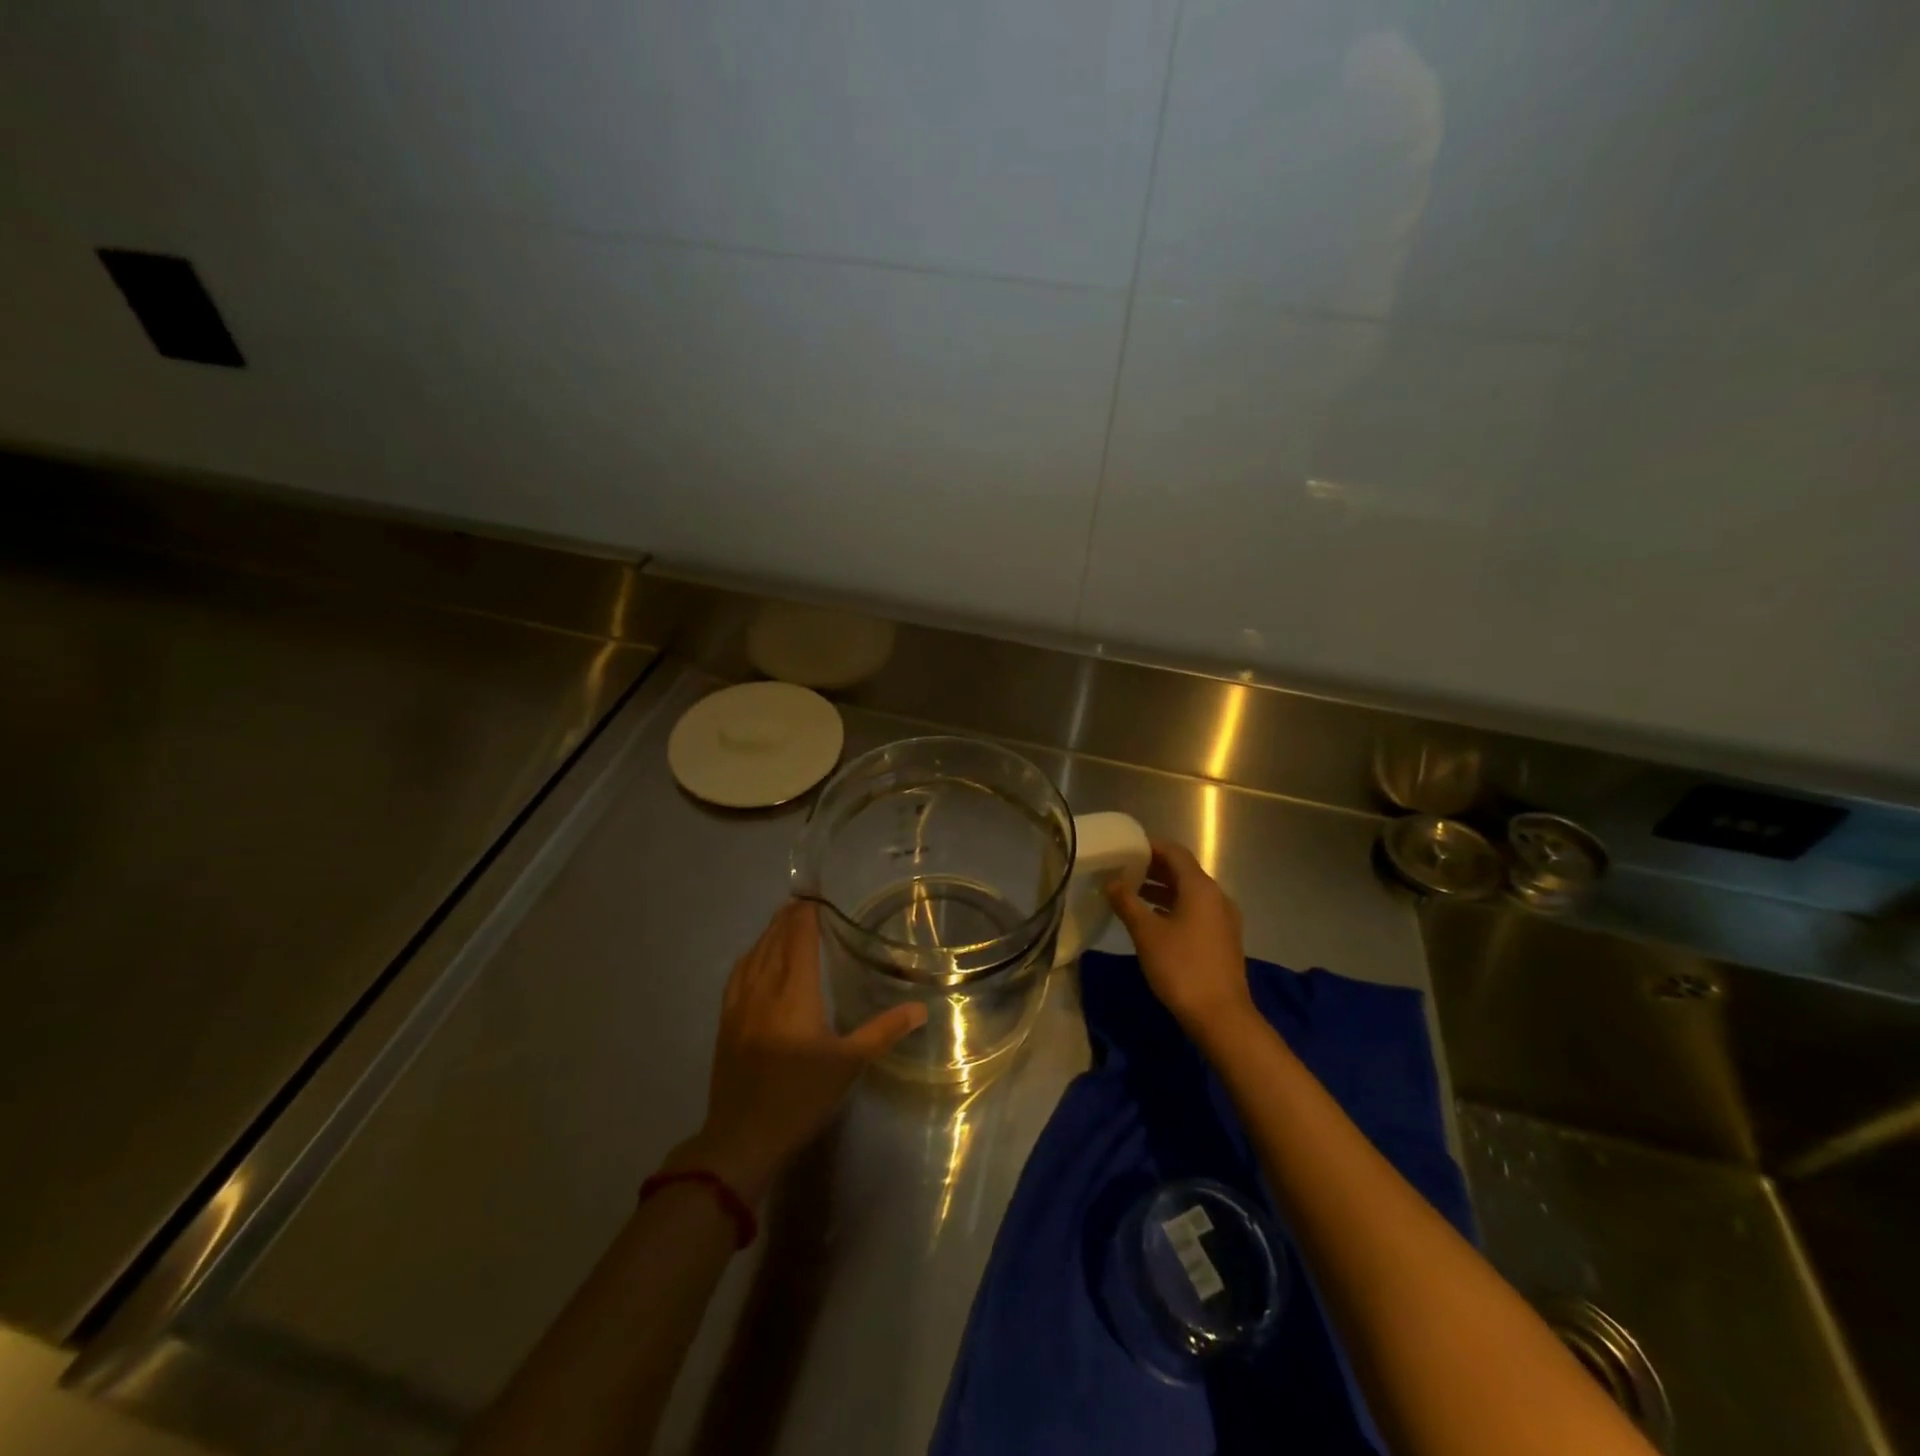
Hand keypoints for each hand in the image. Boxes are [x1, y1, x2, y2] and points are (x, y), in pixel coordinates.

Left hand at [668, 900, 925, 1203]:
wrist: (743, 1136)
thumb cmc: (801, 1096)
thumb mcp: (849, 1064)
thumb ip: (884, 1031)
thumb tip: (921, 1008)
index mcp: (795, 992)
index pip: (800, 939)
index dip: (806, 914)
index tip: (815, 895)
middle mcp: (765, 988)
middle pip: (775, 940)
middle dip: (788, 918)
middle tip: (802, 901)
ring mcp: (740, 1004)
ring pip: (754, 955)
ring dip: (768, 933)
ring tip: (782, 920)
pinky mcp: (726, 1022)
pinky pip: (737, 975)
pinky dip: (749, 956)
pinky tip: (753, 958)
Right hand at [1105, 838, 1255, 1037]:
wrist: (1221, 1016)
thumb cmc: (1181, 967)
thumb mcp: (1146, 933)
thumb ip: (1127, 902)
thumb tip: (1111, 882)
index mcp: (1200, 887)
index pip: (1174, 852)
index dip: (1150, 846)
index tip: (1125, 848)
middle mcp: (1216, 896)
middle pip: (1183, 871)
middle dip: (1153, 868)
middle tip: (1122, 870)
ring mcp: (1223, 918)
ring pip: (1189, 892)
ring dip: (1162, 889)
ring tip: (1131, 894)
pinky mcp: (1223, 938)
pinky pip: (1196, 910)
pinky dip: (1173, 906)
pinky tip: (1153, 920)